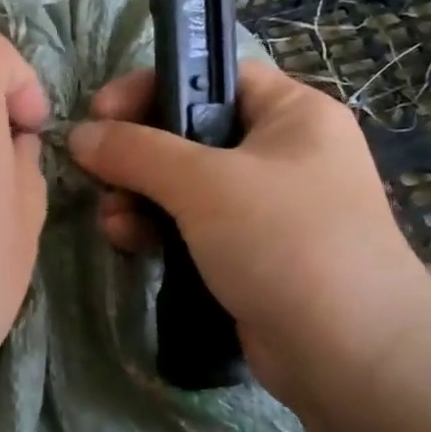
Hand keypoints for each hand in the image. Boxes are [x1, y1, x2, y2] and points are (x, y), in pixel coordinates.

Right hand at [67, 62, 430, 406]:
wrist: (351, 355)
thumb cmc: (283, 240)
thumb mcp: (202, 183)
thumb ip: (135, 151)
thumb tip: (79, 135)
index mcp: (293, 113)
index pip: (213, 76)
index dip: (153, 87)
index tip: (100, 112)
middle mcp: (284, 153)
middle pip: (191, 134)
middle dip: (138, 155)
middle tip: (98, 174)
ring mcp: (270, 208)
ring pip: (186, 185)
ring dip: (140, 197)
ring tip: (112, 221)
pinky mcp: (253, 255)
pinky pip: (195, 227)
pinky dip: (160, 230)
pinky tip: (130, 243)